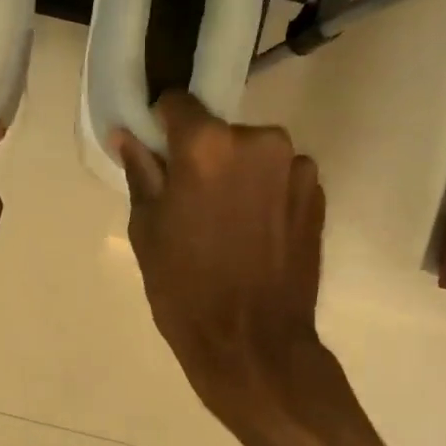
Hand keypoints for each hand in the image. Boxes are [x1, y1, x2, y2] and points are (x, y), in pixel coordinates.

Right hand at [113, 92, 325, 431]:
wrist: (253, 343)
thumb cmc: (185, 289)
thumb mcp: (147, 230)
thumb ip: (141, 172)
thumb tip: (127, 135)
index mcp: (207, 145)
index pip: (177, 102)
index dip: (162, 125)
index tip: (158, 154)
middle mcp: (259, 141)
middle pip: (219, 130)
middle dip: (204, 155)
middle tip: (191, 202)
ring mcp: (295, 166)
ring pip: (252, 154)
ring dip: (238, 175)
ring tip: (227, 224)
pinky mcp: (318, 193)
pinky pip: (279, 177)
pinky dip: (265, 193)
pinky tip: (254, 234)